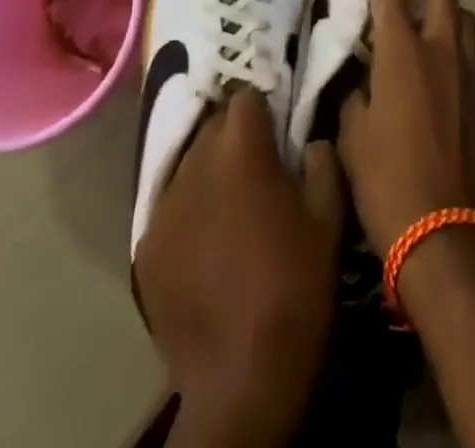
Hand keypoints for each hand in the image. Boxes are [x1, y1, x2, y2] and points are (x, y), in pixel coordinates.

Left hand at [135, 88, 343, 447]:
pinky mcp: (145, 245)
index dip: (263, 109)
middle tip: (256, 167)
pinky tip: (205, 245)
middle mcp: (195, 163)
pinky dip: (188, 212)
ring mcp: (164, 205)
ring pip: (188, 164)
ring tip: (228, 206)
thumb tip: (309, 141)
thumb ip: (321, 162)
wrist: (240, 378)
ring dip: (209, 172)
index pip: (245, 97)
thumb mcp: (329, 218)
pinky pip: (170, 207)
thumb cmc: (294, 286)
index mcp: (241, 149)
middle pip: (213, 125)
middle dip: (234, 137)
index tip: (276, 131)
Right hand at [336, 0, 474, 254]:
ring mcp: (472, 78)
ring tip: (420, 17)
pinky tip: (436, 73)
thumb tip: (361, 81)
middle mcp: (444, 54)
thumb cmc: (388, 186)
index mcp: (405, 56)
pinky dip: (452, 49)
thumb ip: (356, 96)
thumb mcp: (352, 138)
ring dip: (442, 7)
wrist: (448, 240)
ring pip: (464, 20)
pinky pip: (471, 60)